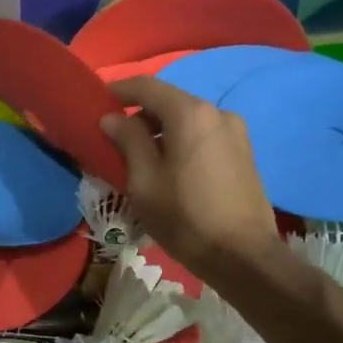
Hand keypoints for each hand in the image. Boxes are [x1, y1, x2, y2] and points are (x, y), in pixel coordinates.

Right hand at [101, 76, 281, 286]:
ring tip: (142, 157)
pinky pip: (204, 135)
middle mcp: (217, 112)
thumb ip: (128, 141)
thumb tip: (113, 118)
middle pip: (170, 101)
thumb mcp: (144, 181)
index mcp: (190, 114)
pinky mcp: (244, 152)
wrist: (244, 256)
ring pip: (188, 120)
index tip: (98, 102)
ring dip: (162, 130)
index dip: (119, 91)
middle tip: (116, 137)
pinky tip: (171, 167)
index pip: (147, 86)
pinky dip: (182, 141)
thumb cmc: (185, 217)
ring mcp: (235, 132)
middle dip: (141, 114)